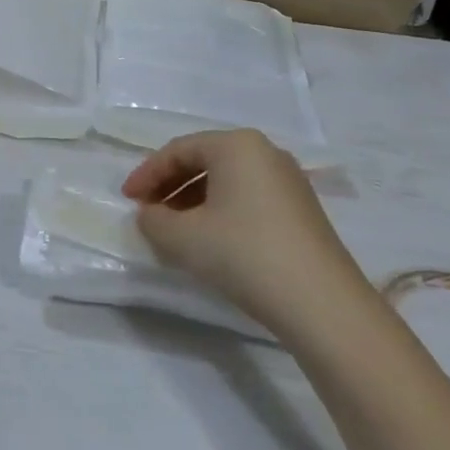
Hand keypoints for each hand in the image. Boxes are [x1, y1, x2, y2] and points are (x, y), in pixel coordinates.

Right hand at [122, 130, 374, 340]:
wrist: (322, 304)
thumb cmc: (243, 253)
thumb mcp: (182, 237)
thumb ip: (153, 219)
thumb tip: (150, 214)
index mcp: (236, 145)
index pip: (177, 150)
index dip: (146, 174)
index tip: (127, 200)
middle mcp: (265, 152)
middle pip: (203, 161)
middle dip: (170, 186)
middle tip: (147, 212)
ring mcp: (289, 181)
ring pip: (226, 181)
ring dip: (192, 200)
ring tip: (173, 229)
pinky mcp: (302, 210)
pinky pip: (247, 198)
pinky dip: (219, 211)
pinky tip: (209, 240)